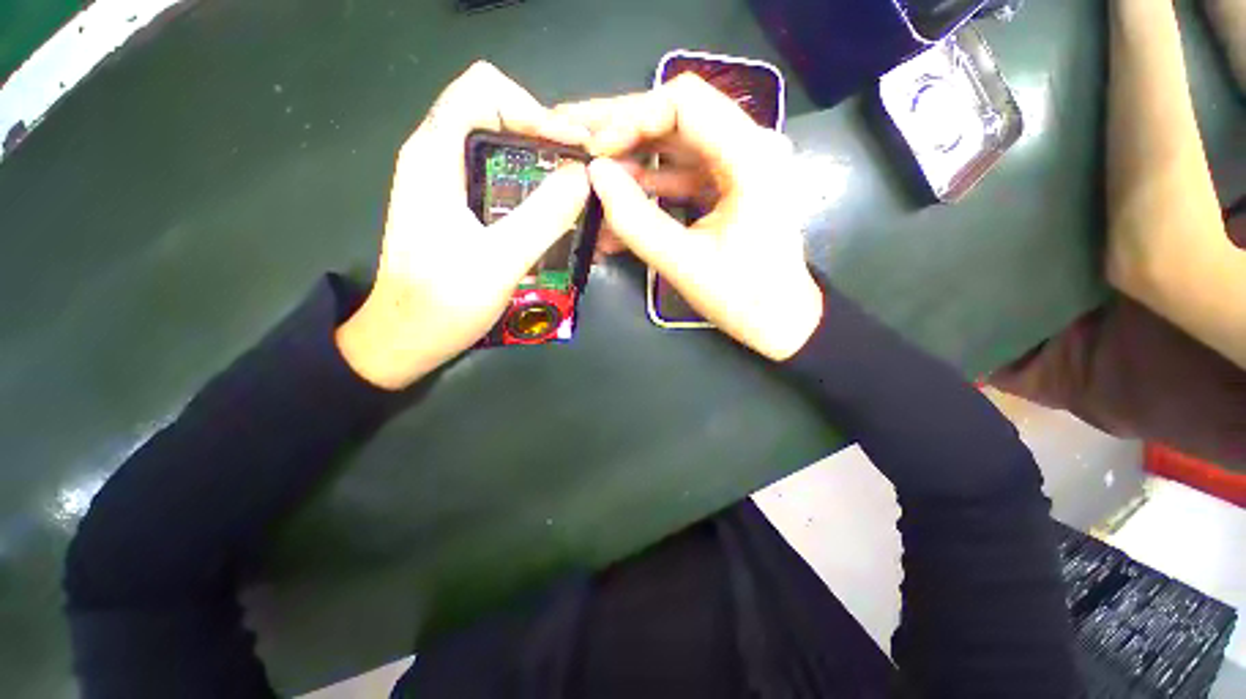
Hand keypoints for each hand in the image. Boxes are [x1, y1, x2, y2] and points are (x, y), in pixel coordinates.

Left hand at [336, 61, 591, 389]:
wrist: (407, 337)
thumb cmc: (444, 302)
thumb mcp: (500, 260)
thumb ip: (544, 216)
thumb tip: (582, 176)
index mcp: (436, 155)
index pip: (486, 90)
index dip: (534, 110)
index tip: (571, 151)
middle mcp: (438, 157)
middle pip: (498, 116)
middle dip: (546, 140)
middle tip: (582, 176)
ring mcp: (447, 184)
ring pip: (501, 149)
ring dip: (542, 167)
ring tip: (576, 195)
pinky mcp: (457, 208)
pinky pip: (500, 179)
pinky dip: (531, 189)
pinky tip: (552, 215)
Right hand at [557, 74, 821, 360]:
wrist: (780, 320)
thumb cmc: (744, 298)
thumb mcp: (685, 264)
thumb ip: (636, 221)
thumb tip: (595, 175)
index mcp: (751, 157)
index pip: (684, 102)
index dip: (631, 118)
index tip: (596, 153)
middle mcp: (749, 148)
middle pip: (675, 119)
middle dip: (621, 133)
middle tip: (574, 144)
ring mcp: (737, 167)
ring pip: (672, 148)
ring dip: (629, 167)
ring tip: (586, 183)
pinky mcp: (725, 188)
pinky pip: (679, 178)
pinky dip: (647, 192)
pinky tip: (615, 213)